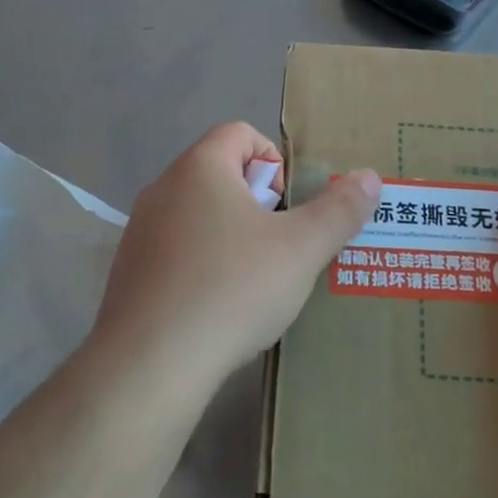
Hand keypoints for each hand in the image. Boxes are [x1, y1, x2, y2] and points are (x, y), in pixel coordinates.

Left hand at [92, 123, 380, 387]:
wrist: (151, 364)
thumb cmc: (232, 289)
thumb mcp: (301, 249)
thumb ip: (339, 210)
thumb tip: (369, 177)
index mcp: (200, 168)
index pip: (240, 132)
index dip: (274, 160)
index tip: (289, 206)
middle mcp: (162, 189)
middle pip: (220, 173)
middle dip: (258, 203)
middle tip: (279, 247)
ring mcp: (139, 232)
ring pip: (197, 215)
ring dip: (231, 235)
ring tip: (254, 281)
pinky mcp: (128, 273)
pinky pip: (175, 251)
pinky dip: (202, 265)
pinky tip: (217, 307)